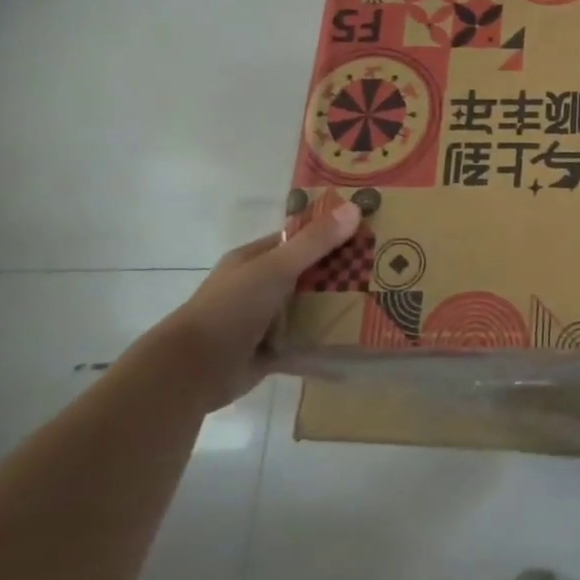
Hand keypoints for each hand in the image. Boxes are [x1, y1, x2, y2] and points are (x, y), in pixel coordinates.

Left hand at [142, 204, 362, 410]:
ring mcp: (266, 319)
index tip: (371, 232)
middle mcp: (260, 286)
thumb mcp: (275, 268)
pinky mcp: (272, 350)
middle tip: (387, 268)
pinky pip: (307, 339)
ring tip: (383, 300)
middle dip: (343, 271)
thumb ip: (315, 242)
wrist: (191, 372)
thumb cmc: (230, 309)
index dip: (333, 233)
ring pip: (310, 306)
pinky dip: (328, 339)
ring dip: (339, 305)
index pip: (300, 239)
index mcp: (255, 260)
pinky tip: (360, 337)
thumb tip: (356, 207)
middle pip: (310, 273)